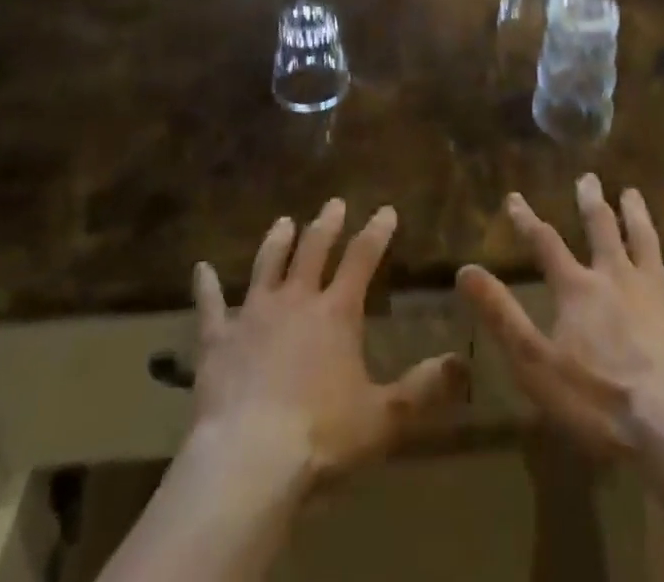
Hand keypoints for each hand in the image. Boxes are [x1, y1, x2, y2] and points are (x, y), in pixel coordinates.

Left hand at [191, 200, 468, 487]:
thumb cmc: (321, 436)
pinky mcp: (218, 339)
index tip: (386, 209)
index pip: (363, 258)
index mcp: (336, 312)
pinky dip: (205, 287)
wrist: (249, 460)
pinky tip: (199, 269)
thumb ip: (424, 389)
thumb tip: (463, 364)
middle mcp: (296, 299)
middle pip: (313, 250)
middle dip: (327, 224)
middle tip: (334, 203)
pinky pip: (210, 306)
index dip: (376, 232)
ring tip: (284, 221)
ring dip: (277, 241)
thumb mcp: (384, 418)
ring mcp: (253, 315)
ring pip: (267, 265)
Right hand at [457, 175, 663, 460]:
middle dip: (592, 202)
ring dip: (637, 216)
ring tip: (633, 192)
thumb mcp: (535, 363)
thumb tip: (465, 270)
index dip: (527, 220)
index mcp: (578, 289)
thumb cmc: (599, 399)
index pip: (545, 244)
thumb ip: (501, 314)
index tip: (514, 197)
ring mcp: (659, 290)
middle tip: (589, 178)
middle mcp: (616, 276)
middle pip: (601, 229)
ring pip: (646, 241)